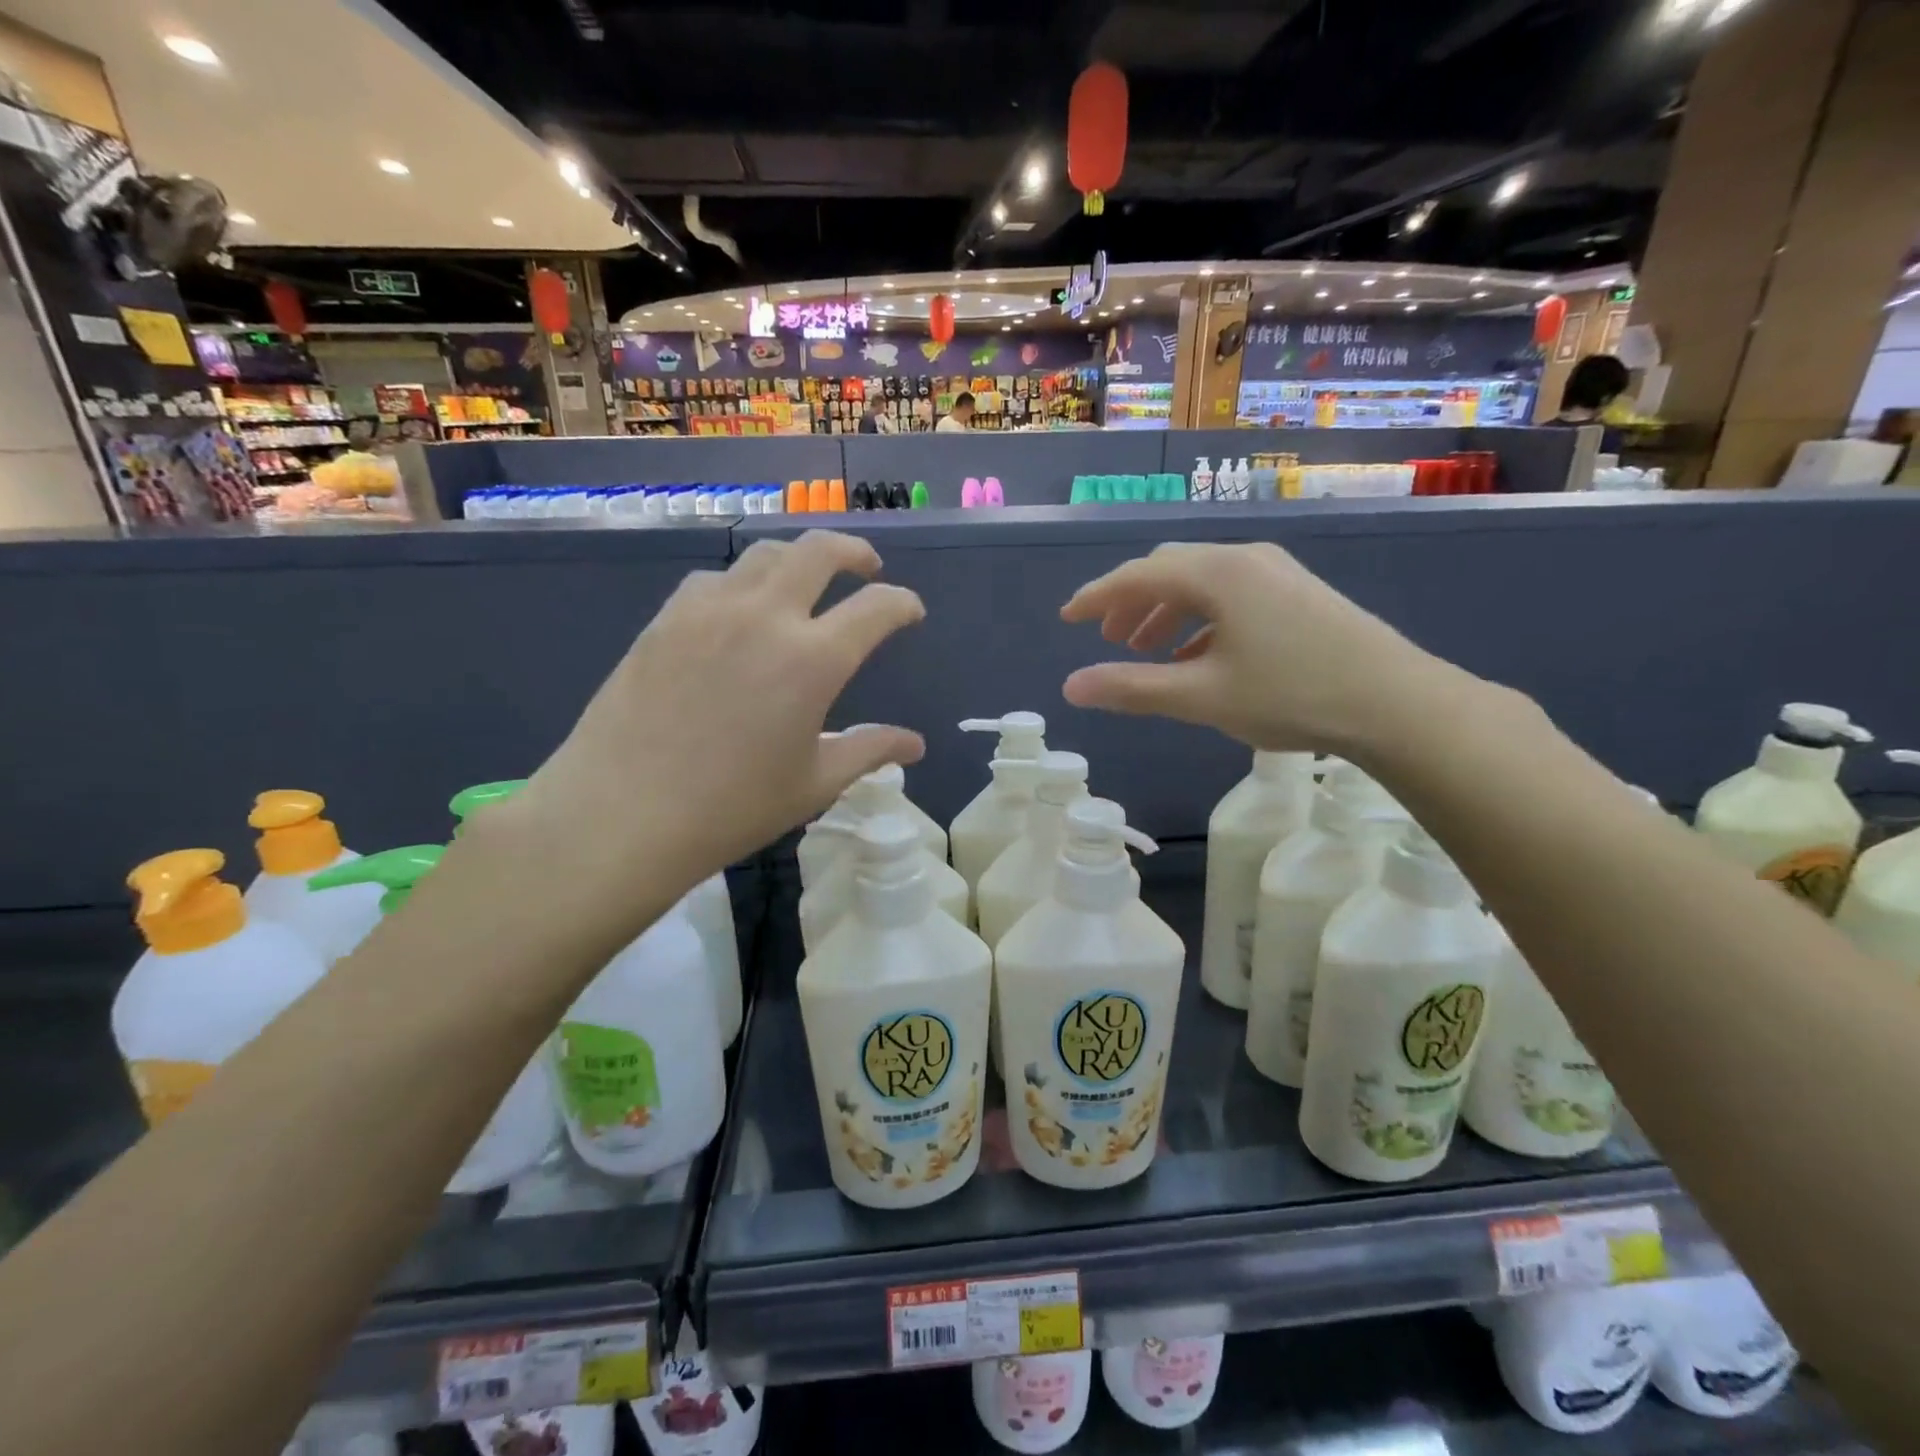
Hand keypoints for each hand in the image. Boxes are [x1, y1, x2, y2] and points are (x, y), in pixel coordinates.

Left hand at [516, 530, 924, 892]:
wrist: (622, 814)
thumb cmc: (731, 808)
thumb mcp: (814, 784)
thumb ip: (869, 751)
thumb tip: (915, 744)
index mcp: (813, 659)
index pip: (876, 608)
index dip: (902, 603)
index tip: (910, 611)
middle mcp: (765, 617)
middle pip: (819, 550)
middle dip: (854, 552)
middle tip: (867, 568)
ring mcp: (710, 611)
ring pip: (763, 554)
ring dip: (797, 560)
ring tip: (805, 583)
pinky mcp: (666, 619)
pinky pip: (714, 579)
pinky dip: (742, 583)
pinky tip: (738, 612)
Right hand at [1059, 541, 1470, 753]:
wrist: (1397, 703)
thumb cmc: (1291, 694)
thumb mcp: (1201, 696)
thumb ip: (1131, 689)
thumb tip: (1071, 687)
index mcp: (1217, 573)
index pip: (1138, 576)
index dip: (1096, 598)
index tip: (1067, 619)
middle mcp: (1244, 559)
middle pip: (1169, 571)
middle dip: (1131, 602)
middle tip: (1106, 639)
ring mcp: (1277, 573)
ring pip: (1202, 583)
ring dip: (1165, 612)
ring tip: (1146, 651)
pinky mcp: (1298, 593)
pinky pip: (1231, 595)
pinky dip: (1200, 620)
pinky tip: (1197, 656)